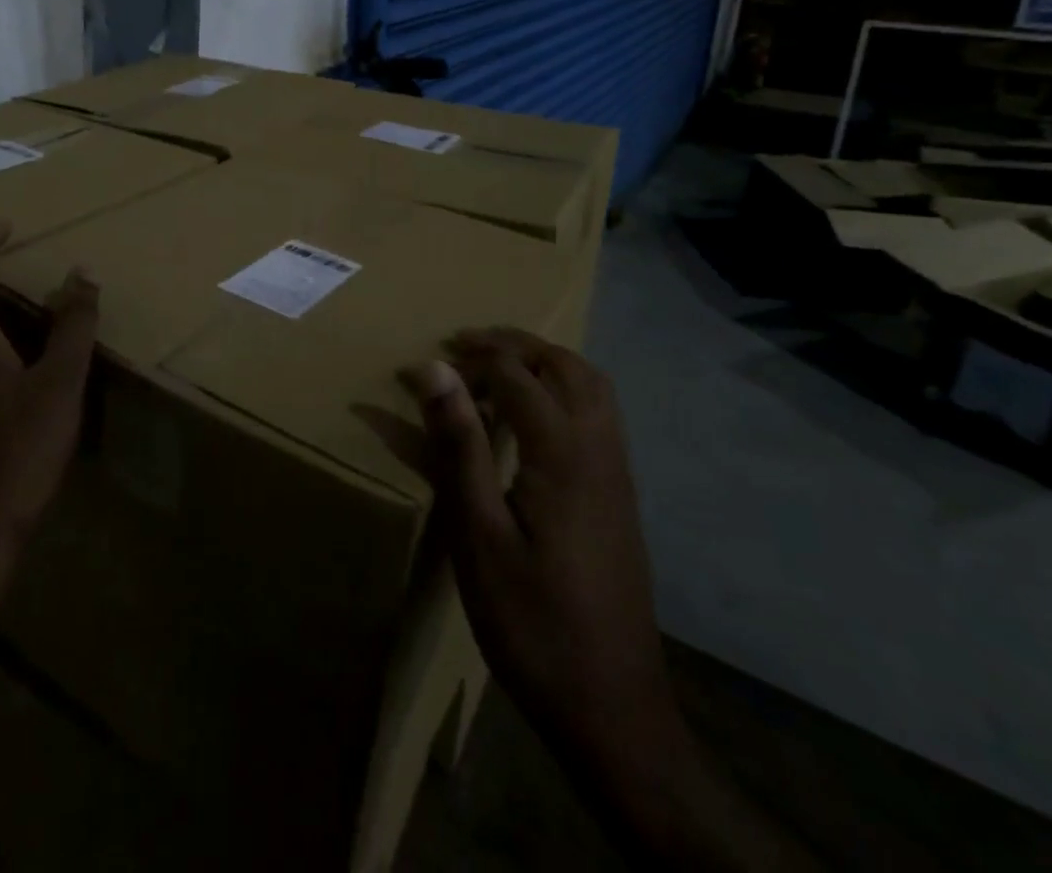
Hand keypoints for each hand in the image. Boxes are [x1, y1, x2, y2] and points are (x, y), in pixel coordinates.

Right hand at [408, 329, 682, 788]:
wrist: (613, 708)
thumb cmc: (532, 621)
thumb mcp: (478, 533)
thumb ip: (459, 444)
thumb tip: (434, 369)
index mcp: (563, 453)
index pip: (518, 374)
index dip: (473, 356)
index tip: (430, 357)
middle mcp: (600, 450)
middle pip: (567, 366)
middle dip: (516, 344)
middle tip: (467, 346)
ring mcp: (618, 475)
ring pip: (592, 388)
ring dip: (545, 363)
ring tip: (497, 372)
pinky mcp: (621, 498)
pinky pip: (599, 416)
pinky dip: (565, 392)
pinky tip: (532, 422)